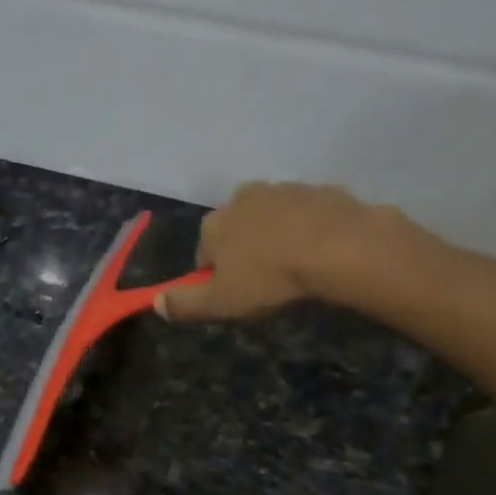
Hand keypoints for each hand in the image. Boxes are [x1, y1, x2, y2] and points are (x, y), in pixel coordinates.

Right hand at [154, 182, 435, 322]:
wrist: (340, 249)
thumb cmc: (271, 279)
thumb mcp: (221, 303)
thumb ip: (184, 304)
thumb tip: (155, 303)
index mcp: (214, 224)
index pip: (203, 253)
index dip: (216, 277)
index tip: (235, 295)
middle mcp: (243, 198)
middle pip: (236, 230)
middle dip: (246, 251)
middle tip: (267, 282)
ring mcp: (284, 189)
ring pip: (271, 218)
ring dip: (277, 238)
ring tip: (297, 268)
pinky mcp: (321, 190)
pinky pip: (307, 214)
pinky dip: (309, 230)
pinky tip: (322, 254)